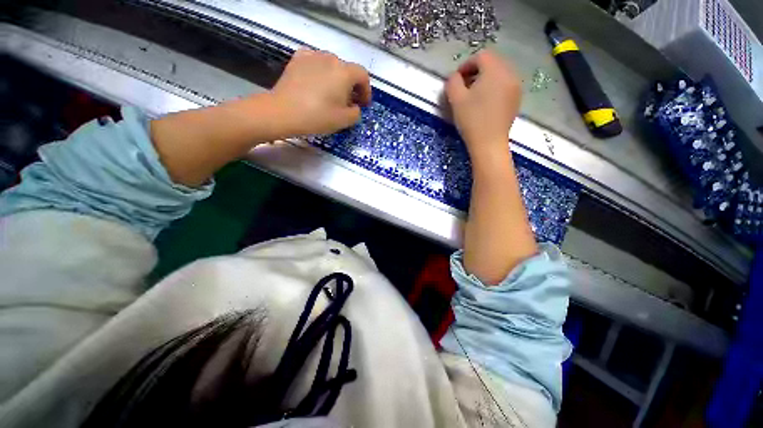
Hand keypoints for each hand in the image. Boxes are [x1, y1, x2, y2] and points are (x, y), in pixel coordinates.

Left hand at [271, 49, 371, 134]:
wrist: (284, 111)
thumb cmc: (318, 116)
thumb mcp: (344, 120)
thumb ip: (356, 113)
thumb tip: (355, 106)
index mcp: (344, 73)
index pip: (363, 75)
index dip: (366, 90)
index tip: (363, 104)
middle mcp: (330, 58)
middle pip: (347, 70)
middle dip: (351, 86)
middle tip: (347, 103)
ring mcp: (313, 56)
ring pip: (331, 65)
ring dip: (335, 78)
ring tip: (330, 94)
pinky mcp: (298, 59)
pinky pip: (315, 62)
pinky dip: (320, 71)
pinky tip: (316, 82)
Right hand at [445, 50, 521, 159]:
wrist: (489, 143)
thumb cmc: (472, 120)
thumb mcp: (456, 100)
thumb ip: (452, 82)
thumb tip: (454, 77)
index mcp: (495, 70)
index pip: (481, 56)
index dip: (466, 65)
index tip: (456, 80)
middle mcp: (509, 74)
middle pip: (492, 63)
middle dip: (476, 71)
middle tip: (464, 87)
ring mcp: (516, 87)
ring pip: (499, 74)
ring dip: (485, 80)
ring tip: (474, 96)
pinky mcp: (516, 99)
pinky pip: (504, 86)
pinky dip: (494, 88)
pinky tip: (485, 103)